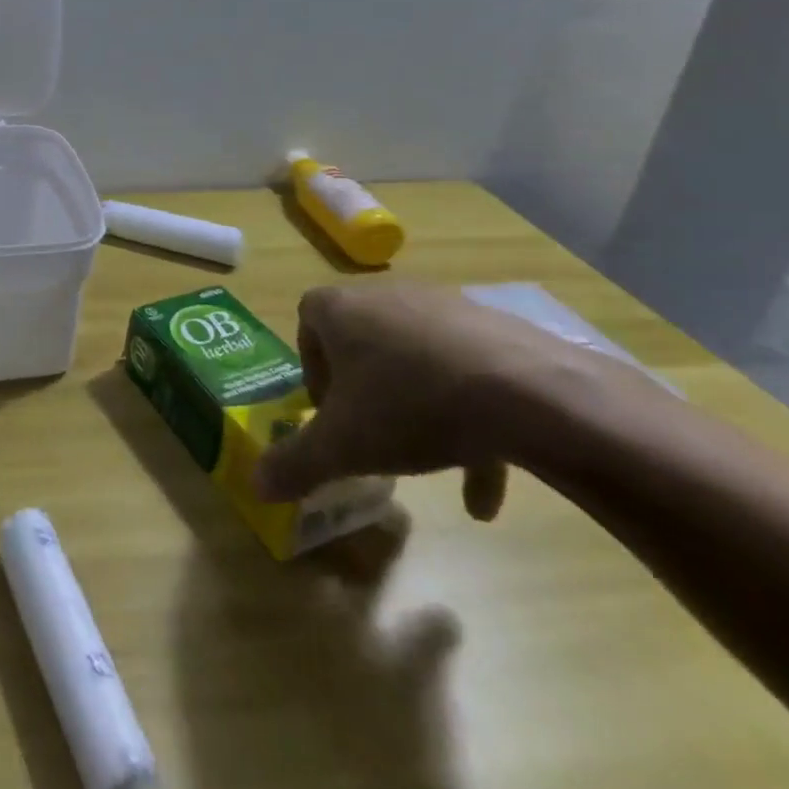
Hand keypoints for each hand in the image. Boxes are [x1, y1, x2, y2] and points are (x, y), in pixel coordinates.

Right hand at [253, 282, 646, 519]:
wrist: (532, 395)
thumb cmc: (411, 406)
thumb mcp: (343, 446)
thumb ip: (296, 463)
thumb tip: (256, 485)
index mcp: (340, 309)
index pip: (308, 320)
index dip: (311, 366)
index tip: (327, 410)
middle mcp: (387, 296)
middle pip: (363, 340)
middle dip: (364, 389)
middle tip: (372, 432)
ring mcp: (446, 308)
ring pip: (417, 360)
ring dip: (417, 409)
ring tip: (431, 465)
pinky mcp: (497, 331)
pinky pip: (468, 373)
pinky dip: (470, 422)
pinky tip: (484, 492)